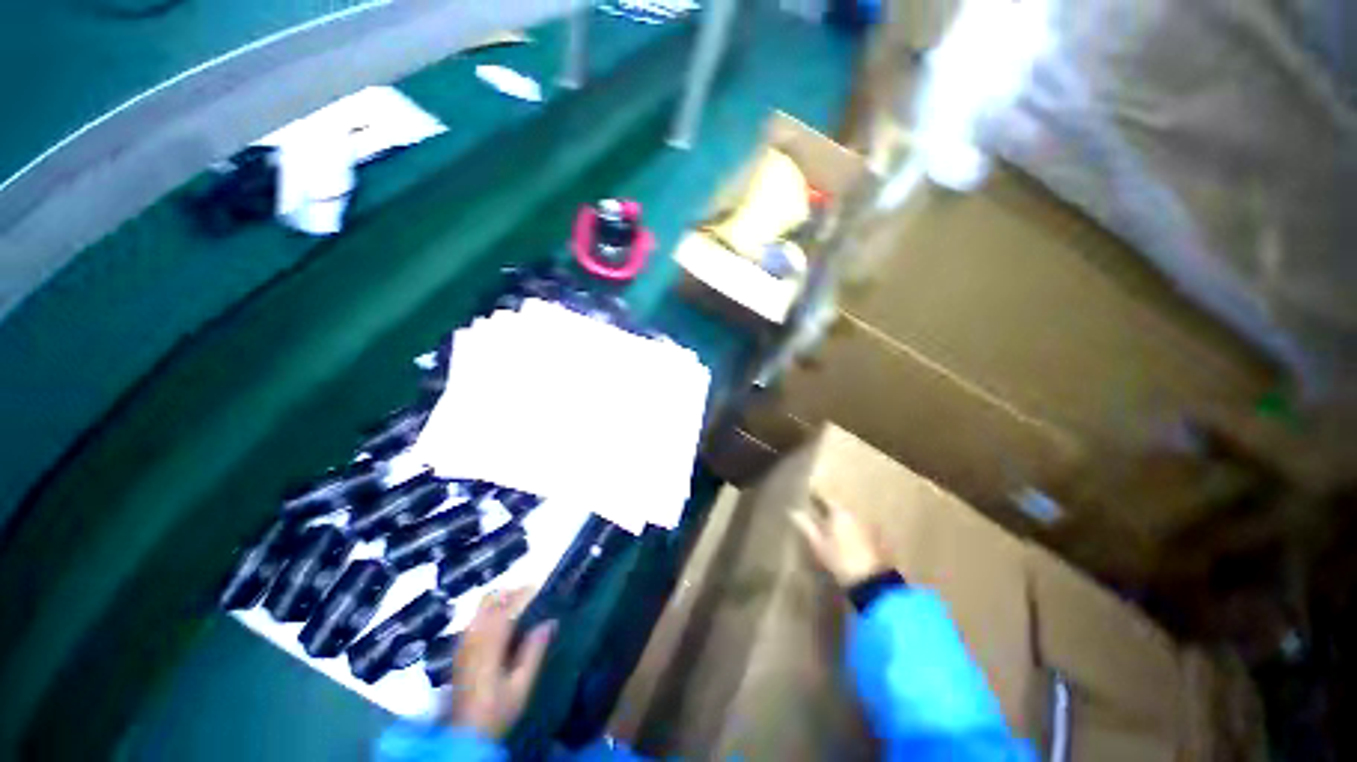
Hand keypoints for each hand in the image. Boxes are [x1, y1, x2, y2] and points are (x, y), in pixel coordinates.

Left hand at [442, 589, 555, 738]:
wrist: (464, 737)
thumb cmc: (496, 711)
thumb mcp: (521, 686)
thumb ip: (534, 652)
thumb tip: (550, 622)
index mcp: (488, 645)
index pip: (507, 608)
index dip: (523, 594)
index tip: (539, 586)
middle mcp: (472, 638)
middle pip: (489, 602)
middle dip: (511, 592)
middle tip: (531, 593)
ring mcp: (463, 644)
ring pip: (480, 609)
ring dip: (500, 600)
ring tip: (519, 604)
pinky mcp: (459, 651)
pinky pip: (475, 619)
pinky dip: (489, 611)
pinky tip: (501, 621)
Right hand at [792, 493, 889, 587]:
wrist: (872, 583)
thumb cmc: (840, 560)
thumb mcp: (818, 544)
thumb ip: (806, 526)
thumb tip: (793, 511)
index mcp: (841, 512)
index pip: (827, 499)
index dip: (817, 499)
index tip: (808, 498)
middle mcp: (857, 515)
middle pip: (841, 508)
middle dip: (831, 510)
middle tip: (818, 514)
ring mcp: (870, 527)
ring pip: (852, 519)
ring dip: (843, 522)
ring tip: (832, 529)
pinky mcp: (880, 540)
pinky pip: (862, 529)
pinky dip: (854, 532)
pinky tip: (848, 542)